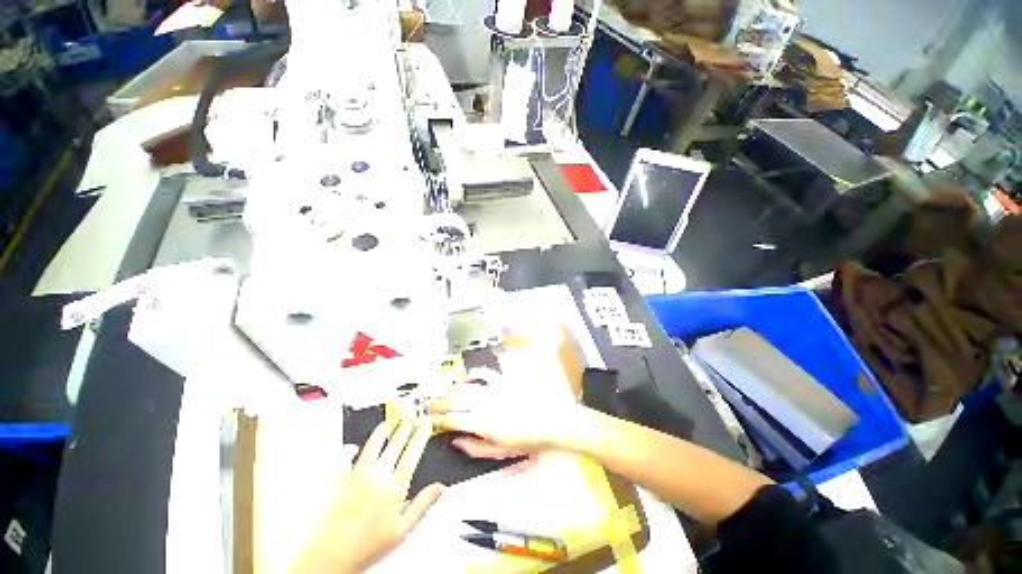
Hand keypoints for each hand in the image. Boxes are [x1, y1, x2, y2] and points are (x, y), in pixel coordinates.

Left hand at [290, 419, 443, 573]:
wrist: (330, 558)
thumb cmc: (366, 548)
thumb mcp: (401, 531)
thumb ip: (422, 505)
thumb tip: (440, 487)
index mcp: (393, 490)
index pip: (411, 455)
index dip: (420, 437)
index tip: (425, 424)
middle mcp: (377, 478)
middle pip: (394, 446)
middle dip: (404, 428)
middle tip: (410, 417)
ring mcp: (356, 477)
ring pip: (372, 446)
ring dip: (381, 432)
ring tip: (387, 424)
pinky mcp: (339, 481)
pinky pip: (345, 457)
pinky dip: (349, 449)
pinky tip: (353, 447)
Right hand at [428, 383, 587, 459]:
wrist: (551, 421)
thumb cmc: (527, 440)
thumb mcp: (501, 452)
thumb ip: (475, 448)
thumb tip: (455, 441)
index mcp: (483, 423)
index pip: (454, 419)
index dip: (439, 418)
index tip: (429, 418)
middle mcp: (485, 403)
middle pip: (456, 399)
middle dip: (439, 402)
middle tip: (429, 404)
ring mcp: (495, 389)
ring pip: (467, 386)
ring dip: (452, 389)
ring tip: (443, 392)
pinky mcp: (504, 380)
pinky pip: (486, 373)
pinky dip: (474, 374)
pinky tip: (469, 377)